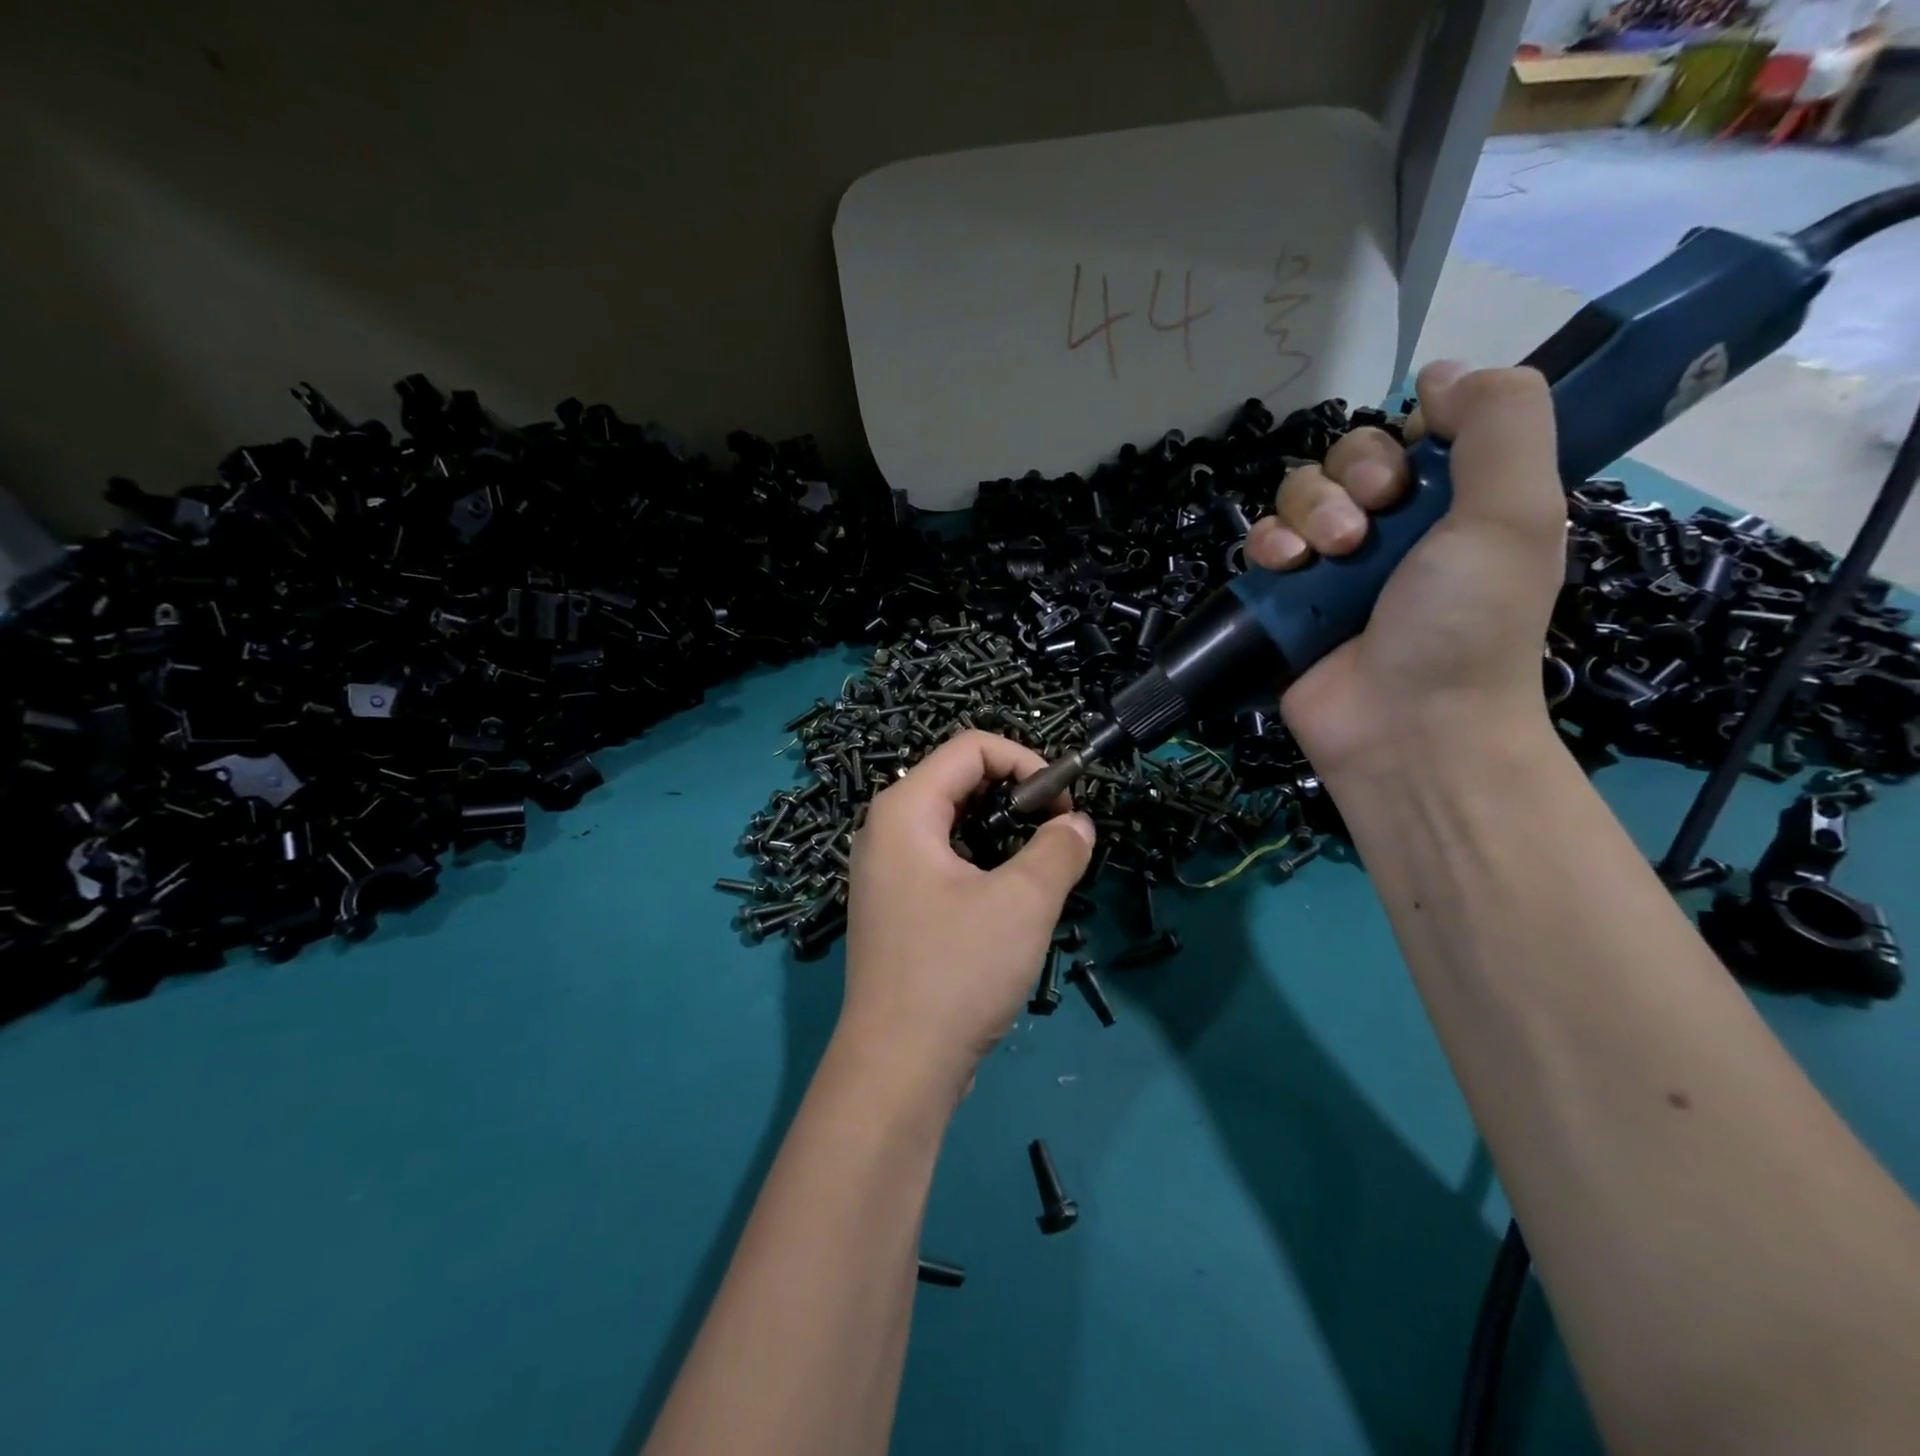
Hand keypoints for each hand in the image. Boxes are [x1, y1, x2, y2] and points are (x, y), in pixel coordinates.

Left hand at [839, 731, 1094, 1100]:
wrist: (898, 1067)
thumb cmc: (957, 972)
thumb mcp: (1023, 902)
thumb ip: (1058, 849)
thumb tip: (1078, 825)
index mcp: (904, 810)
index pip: (970, 747)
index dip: (1026, 761)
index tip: (1065, 804)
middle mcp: (885, 830)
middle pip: (959, 780)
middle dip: (1017, 795)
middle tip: (1058, 834)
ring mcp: (886, 870)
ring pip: (954, 822)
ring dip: (1004, 831)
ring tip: (1041, 865)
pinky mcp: (896, 905)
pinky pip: (943, 858)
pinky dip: (983, 861)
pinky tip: (1011, 896)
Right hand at [1245, 361, 1565, 782]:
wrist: (1405, 727)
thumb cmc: (1468, 622)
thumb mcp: (1516, 510)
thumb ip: (1500, 421)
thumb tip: (1441, 370)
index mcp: (1456, 503)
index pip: (1412, 432)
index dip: (1403, 435)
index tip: (1412, 469)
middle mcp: (1393, 528)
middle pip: (1346, 457)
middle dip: (1350, 478)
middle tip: (1368, 525)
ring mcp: (1332, 566)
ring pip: (1297, 494)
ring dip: (1308, 513)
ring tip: (1330, 556)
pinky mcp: (1285, 599)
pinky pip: (1261, 542)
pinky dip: (1268, 546)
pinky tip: (1284, 568)